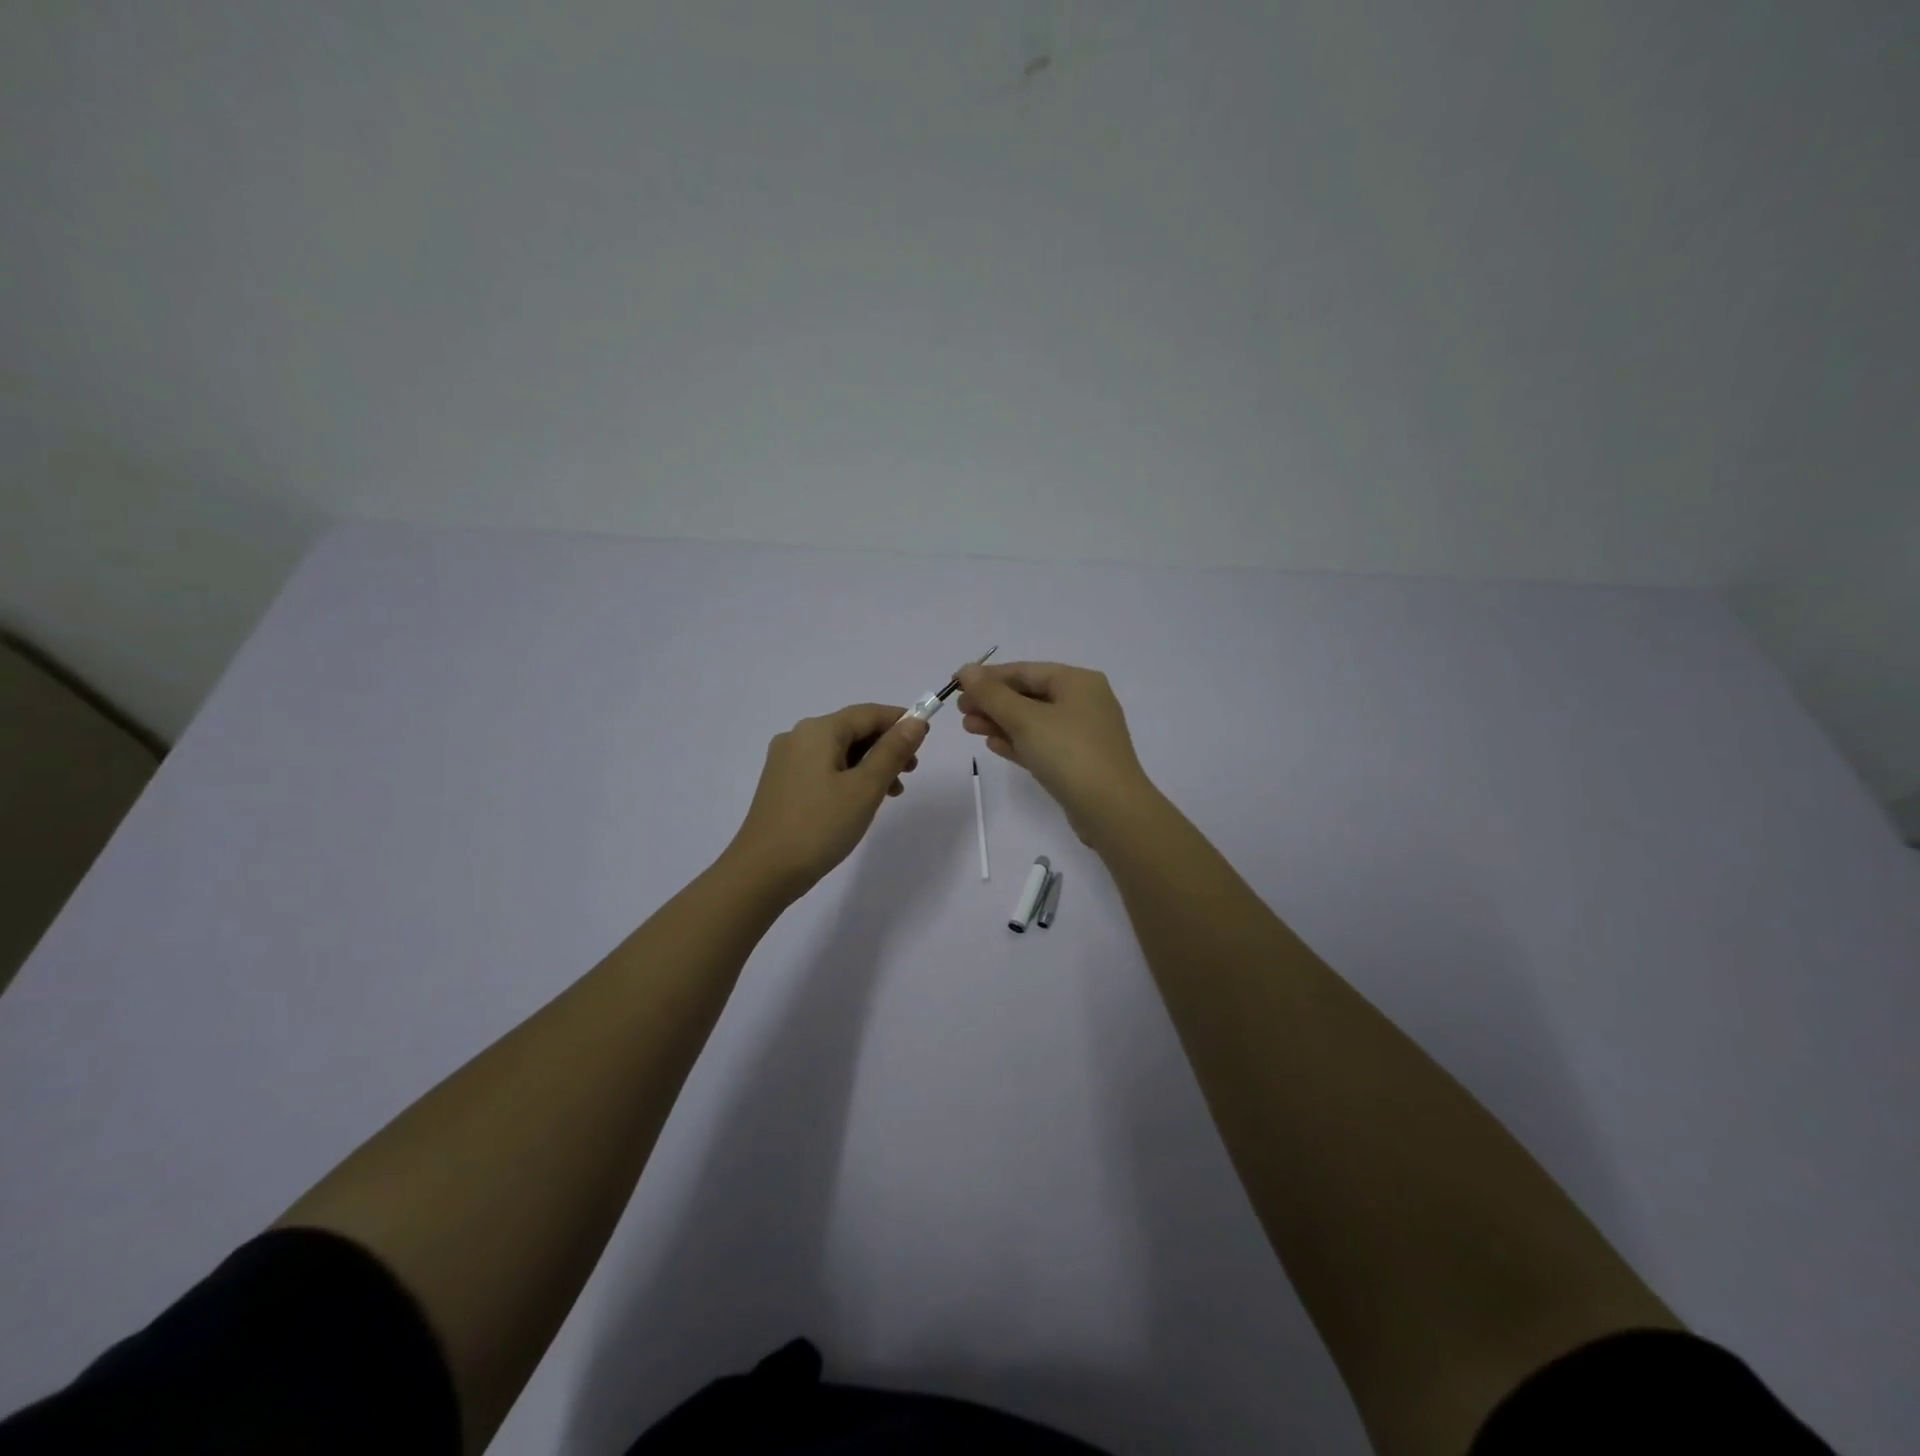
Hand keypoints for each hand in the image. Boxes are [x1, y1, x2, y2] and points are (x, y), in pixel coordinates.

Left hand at [725, 703, 927, 898]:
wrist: (763, 871)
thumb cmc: (820, 826)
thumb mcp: (865, 788)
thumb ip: (893, 752)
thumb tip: (916, 722)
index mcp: (818, 731)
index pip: (868, 713)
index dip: (900, 721)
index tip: (925, 741)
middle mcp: (798, 737)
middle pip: (852, 730)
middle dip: (885, 747)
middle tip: (910, 773)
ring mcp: (786, 761)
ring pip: (839, 751)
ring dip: (869, 765)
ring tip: (890, 793)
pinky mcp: (781, 784)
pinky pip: (823, 768)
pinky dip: (848, 776)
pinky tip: (859, 801)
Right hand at [956, 662, 1156, 843]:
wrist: (1111, 810)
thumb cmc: (1068, 753)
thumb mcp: (1025, 719)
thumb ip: (992, 694)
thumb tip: (967, 670)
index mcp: (1078, 682)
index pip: (1025, 670)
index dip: (988, 676)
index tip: (956, 683)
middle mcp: (1084, 702)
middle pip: (1029, 695)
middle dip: (992, 702)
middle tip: (960, 711)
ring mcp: (1083, 734)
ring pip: (1033, 721)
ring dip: (1000, 722)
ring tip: (968, 728)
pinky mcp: (1078, 762)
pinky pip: (1042, 744)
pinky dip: (1017, 742)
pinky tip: (993, 745)